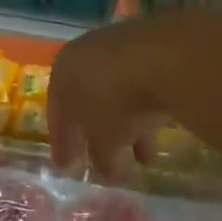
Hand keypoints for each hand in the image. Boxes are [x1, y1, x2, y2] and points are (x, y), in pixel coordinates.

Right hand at [48, 11, 192, 179]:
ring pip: (118, 95)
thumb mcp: (105, 139)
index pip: (57, 115)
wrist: (163, 58)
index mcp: (62, 73)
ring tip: (144, 158)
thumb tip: (107, 173)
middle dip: (98, 136)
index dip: (63, 144)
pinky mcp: (154, 47)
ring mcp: (120, 47)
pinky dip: (145, 108)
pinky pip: (143, 85)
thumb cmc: (117, 101)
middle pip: (88, 103)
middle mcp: (85, 56)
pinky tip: (159, 128)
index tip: (68, 168)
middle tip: (106, 163)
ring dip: (129, 127)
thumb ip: (102, 158)